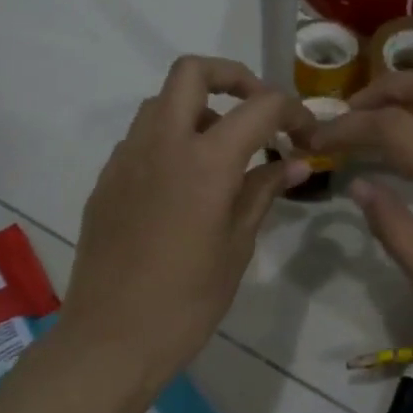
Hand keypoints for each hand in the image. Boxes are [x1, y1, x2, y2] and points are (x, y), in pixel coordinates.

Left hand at [62, 56, 312, 390]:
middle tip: (259, 113)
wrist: (111, 339)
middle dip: (234, 78)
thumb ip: (263, 192)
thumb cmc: (187, 302)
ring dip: (199, 110)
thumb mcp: (237, 246)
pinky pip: (142, 138)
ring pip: (161, 103)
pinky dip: (171, 140)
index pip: (259, 107)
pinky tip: (186, 184)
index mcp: (204, 162)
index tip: (307, 136)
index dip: (292, 112)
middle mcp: (161, 144)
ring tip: (224, 153)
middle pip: (193, 72)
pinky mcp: (106, 180)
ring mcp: (126, 159)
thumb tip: (296, 162)